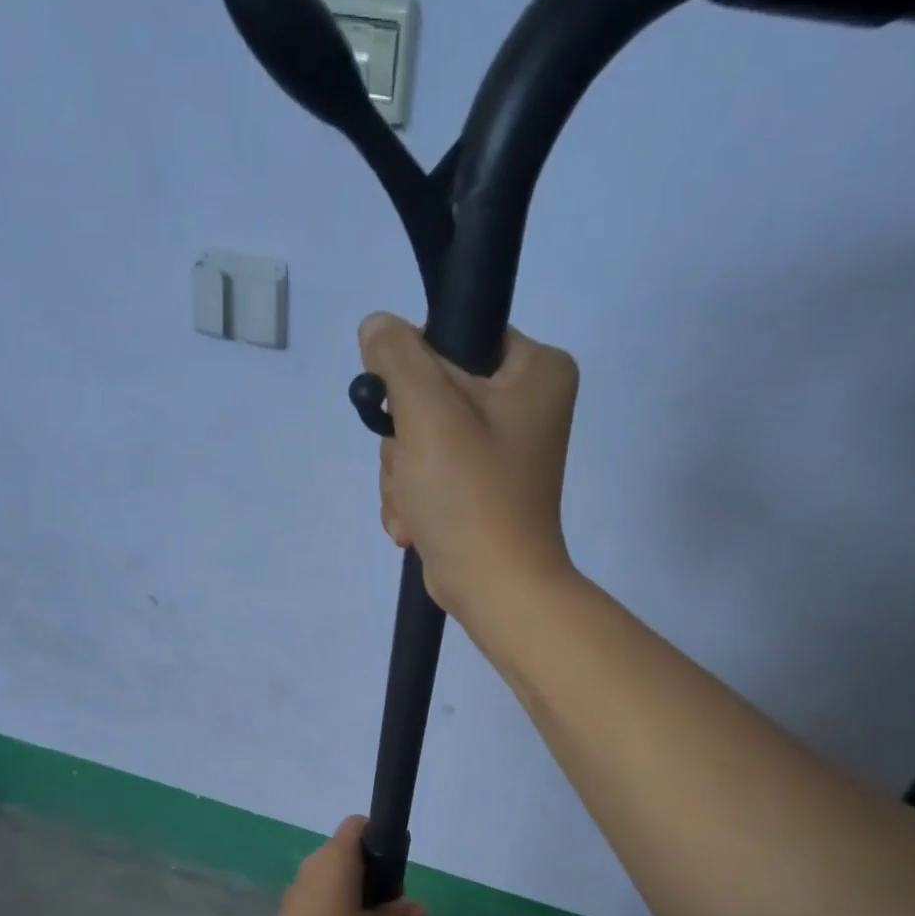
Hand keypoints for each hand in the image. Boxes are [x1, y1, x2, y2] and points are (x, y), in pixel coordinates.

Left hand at [258, 816, 425, 915]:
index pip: (356, 825)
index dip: (377, 835)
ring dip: (350, 891)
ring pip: (329, 877)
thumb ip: (398, 915)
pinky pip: (316, 897)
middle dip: (369, 871)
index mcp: (336, 858)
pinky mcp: (287, 914)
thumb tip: (420, 909)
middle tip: (389, 902)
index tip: (393, 864)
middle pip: (344, 852)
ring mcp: (296, 890)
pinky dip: (333, 907)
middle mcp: (313, 865)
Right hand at [362, 312, 579, 621]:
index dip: (418, 370)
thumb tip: (377, 327)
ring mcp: (501, 451)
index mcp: (536, 371)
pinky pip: (429, 473)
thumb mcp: (428, 410)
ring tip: (417, 508)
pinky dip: (415, 499)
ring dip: (404, 476)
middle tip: (415, 471)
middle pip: (433, 394)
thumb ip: (397, 355)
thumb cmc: (471, 494)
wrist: (495, 587)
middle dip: (407, 441)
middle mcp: (525, 405)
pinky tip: (416, 525)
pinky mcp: (480, 488)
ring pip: (422, 438)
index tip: (406, 410)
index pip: (459, 337)